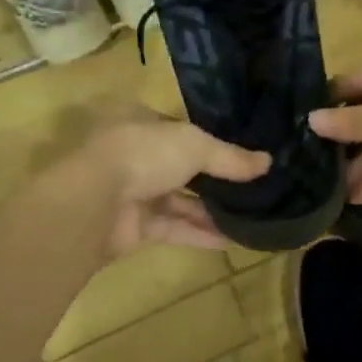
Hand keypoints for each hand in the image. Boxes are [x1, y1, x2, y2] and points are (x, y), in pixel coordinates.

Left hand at [69, 113, 268, 256]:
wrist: (93, 204)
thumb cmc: (143, 154)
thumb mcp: (196, 145)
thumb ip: (231, 157)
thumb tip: (268, 162)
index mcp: (140, 122)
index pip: (179, 128)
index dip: (210, 139)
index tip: (242, 152)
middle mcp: (134, 154)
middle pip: (181, 166)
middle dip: (214, 178)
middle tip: (253, 186)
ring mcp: (132, 192)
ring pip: (179, 200)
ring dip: (211, 209)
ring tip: (251, 215)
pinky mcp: (134, 227)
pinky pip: (174, 228)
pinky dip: (200, 233)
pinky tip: (233, 239)